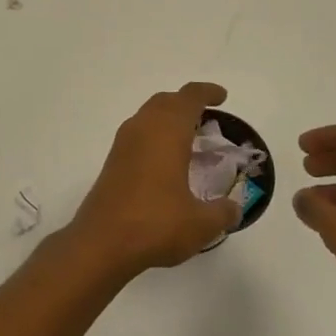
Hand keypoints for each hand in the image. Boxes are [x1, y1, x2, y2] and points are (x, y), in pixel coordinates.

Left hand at [69, 82, 243, 271]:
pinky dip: (154, 136)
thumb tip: (233, 209)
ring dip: (167, 119)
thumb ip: (222, 213)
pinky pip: (137, 135)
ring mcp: (123, 145)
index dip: (207, 93)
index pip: (189, 98)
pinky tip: (165, 162)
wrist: (101, 242)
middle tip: (206, 117)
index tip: (221, 97)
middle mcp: (142, 130)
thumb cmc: (156, 224)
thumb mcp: (201, 224)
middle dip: (185, 103)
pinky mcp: (112, 162)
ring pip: (147, 116)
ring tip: (188, 138)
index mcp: (167, 132)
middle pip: (165, 101)